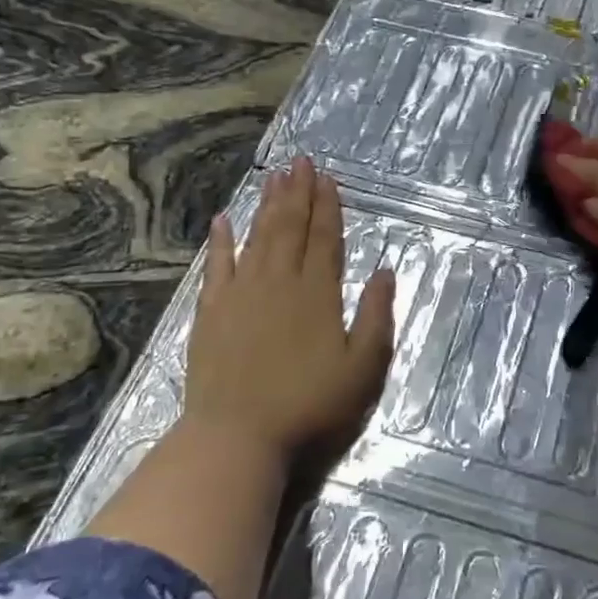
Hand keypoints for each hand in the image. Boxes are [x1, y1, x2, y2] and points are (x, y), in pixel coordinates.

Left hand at [181, 155, 395, 460]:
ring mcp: (241, 295)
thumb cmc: (310, 407)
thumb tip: (386, 271)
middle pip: (290, 228)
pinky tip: (222, 220)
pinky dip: (220, 241)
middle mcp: (279, 282)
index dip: (328, 206)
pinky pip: (216, 266)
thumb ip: (376, 316)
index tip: (328, 177)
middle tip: (300, 161)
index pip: (325, 238)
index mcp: (317, 293)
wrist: (238, 437)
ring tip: (274, 176)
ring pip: (257, 238)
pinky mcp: (211, 313)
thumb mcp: (363, 368)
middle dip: (298, 192)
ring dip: (266, 205)